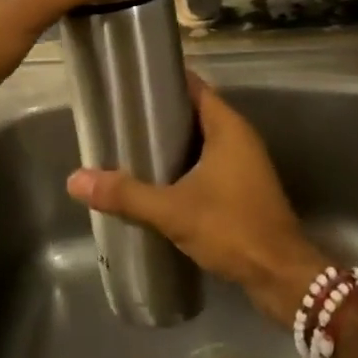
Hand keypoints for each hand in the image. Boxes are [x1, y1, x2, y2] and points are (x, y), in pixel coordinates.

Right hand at [67, 74, 326, 322]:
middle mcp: (239, 138)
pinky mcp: (243, 189)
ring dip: (171, 143)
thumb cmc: (232, 228)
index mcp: (228, 127)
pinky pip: (208, 164)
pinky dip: (184, 166)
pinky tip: (157, 181)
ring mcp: (244, 164)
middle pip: (194, 112)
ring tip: (131, 146)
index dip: (164, 80)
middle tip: (121, 116)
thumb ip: (126, 194)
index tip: (131, 81)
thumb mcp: (173, 210)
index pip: (194, 86)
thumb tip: (75, 180)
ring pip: (201, 141)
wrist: (282, 276)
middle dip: (160, 114)